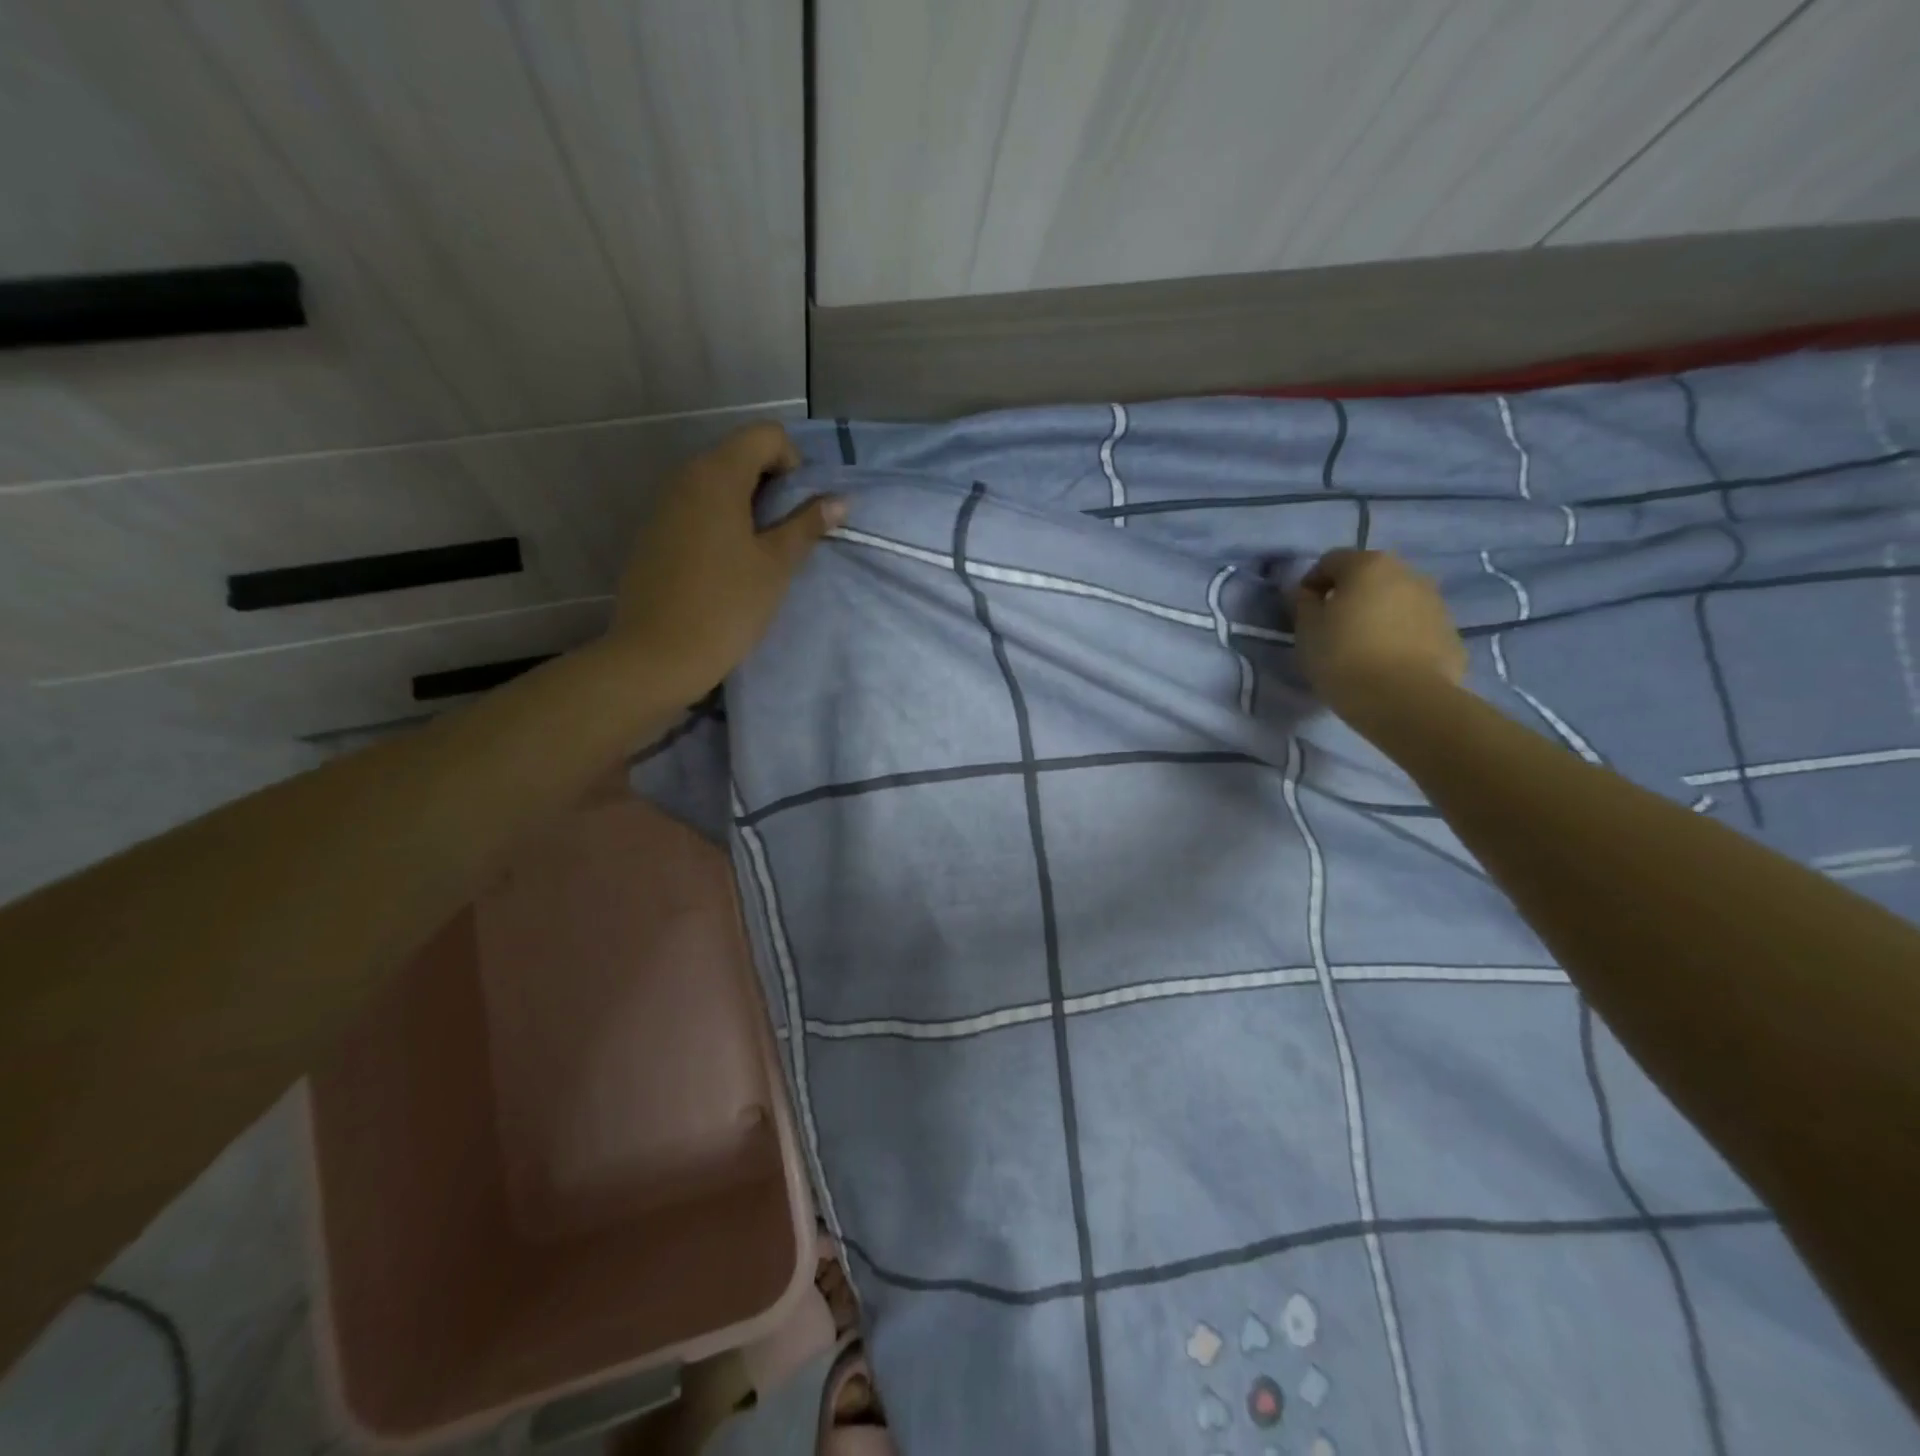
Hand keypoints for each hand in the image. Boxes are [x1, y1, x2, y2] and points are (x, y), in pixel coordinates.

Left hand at [610, 422, 844, 703]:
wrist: (657, 655)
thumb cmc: (727, 606)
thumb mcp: (776, 565)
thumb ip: (807, 525)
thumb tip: (839, 499)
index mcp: (716, 474)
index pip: (766, 435)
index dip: (794, 463)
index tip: (800, 510)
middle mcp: (685, 477)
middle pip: (739, 455)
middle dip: (772, 486)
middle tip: (787, 536)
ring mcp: (663, 505)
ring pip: (717, 484)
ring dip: (747, 506)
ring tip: (760, 555)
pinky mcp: (653, 533)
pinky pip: (695, 509)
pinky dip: (720, 523)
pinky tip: (727, 568)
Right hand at [1290, 549, 1465, 719]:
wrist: (1405, 700)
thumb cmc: (1344, 658)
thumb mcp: (1307, 631)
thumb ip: (1303, 604)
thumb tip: (1307, 593)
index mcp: (1368, 566)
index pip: (1330, 561)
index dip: (1311, 583)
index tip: (1303, 611)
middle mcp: (1407, 573)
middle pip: (1368, 576)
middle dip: (1348, 595)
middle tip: (1332, 627)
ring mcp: (1435, 602)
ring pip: (1395, 600)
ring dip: (1377, 614)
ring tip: (1361, 647)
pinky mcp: (1450, 632)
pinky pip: (1415, 626)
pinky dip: (1399, 635)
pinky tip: (1387, 663)